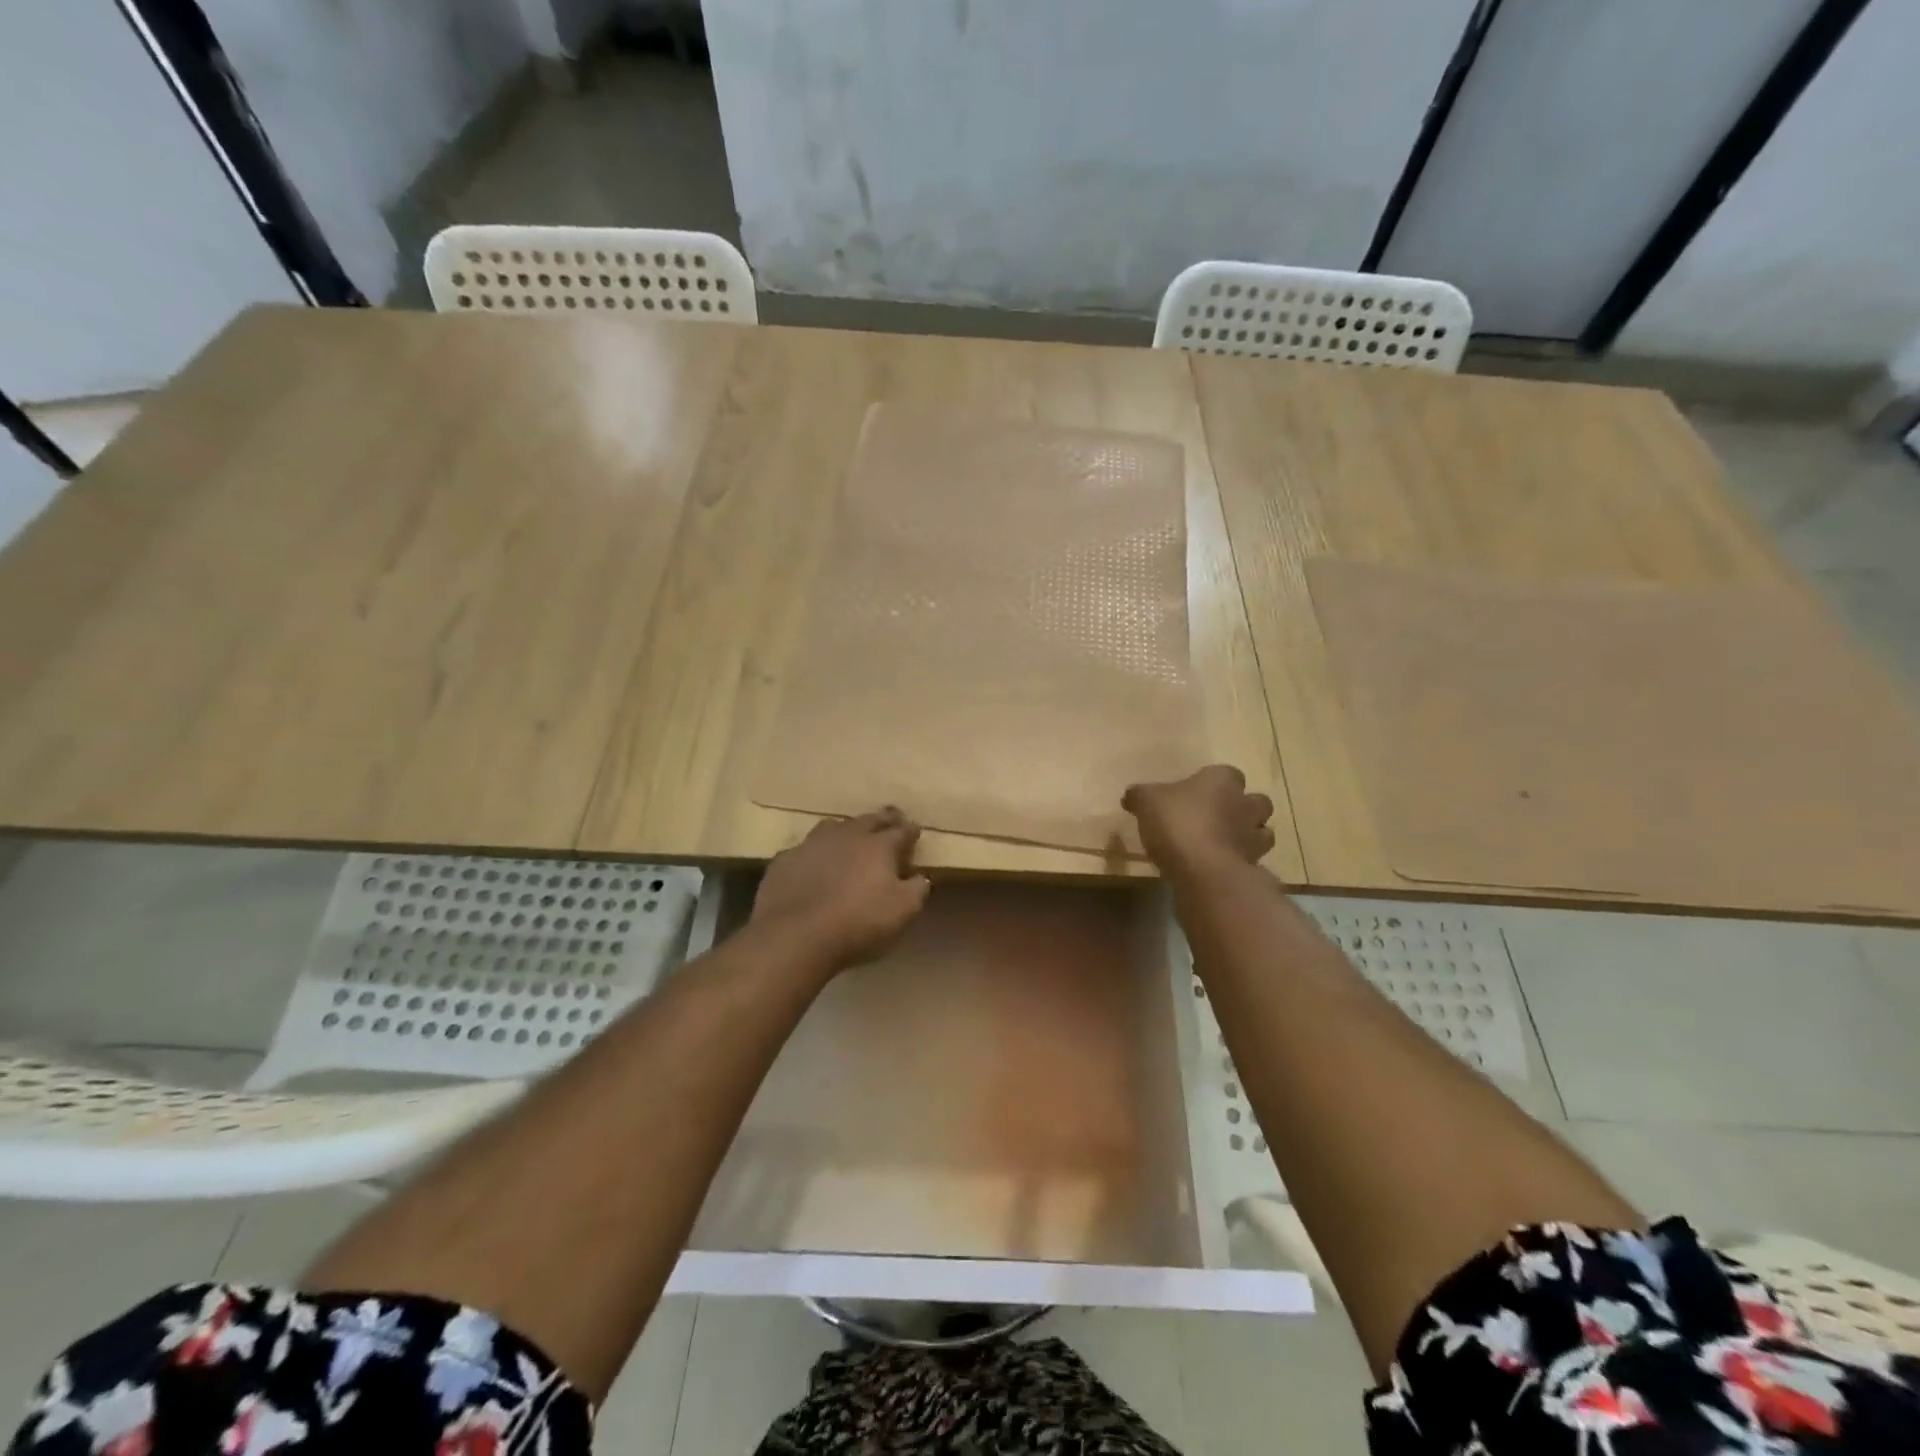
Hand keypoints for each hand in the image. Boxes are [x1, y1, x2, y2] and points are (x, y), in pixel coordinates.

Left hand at [750, 808, 931, 968]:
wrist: (795, 936)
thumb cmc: (858, 923)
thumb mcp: (902, 912)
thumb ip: (916, 889)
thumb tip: (920, 876)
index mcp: (879, 846)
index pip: (901, 831)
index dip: (910, 830)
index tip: (915, 831)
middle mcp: (847, 835)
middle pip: (870, 820)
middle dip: (884, 819)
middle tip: (891, 819)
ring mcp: (812, 844)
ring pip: (834, 826)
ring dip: (847, 830)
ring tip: (851, 836)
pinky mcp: (785, 860)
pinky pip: (805, 848)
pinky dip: (815, 852)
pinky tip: (813, 863)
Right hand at [1122, 765, 1274, 869]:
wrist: (1204, 870)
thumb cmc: (1177, 823)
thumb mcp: (1146, 802)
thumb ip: (1139, 796)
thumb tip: (1131, 795)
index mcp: (1222, 780)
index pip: (1228, 773)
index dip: (1213, 783)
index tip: (1196, 793)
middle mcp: (1245, 804)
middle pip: (1255, 801)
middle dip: (1242, 808)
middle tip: (1217, 818)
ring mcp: (1253, 837)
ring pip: (1262, 831)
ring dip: (1247, 836)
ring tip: (1223, 844)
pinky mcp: (1253, 865)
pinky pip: (1252, 860)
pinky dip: (1240, 861)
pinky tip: (1219, 867)